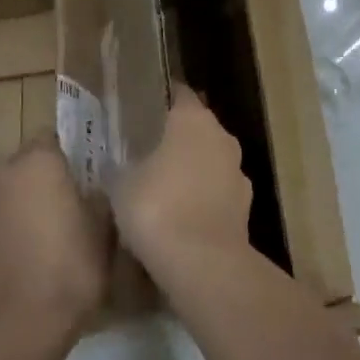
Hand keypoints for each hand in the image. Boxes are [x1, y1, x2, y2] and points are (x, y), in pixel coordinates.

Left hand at [0, 138, 109, 343]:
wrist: (23, 324)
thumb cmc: (72, 266)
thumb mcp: (103, 229)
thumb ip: (98, 199)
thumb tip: (94, 190)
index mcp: (39, 162)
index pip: (49, 137)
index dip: (65, 153)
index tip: (81, 173)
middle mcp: (6, 173)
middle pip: (25, 162)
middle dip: (42, 176)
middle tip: (66, 200)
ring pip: (9, 191)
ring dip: (23, 201)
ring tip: (47, 230)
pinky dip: (9, 230)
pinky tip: (26, 256)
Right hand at [114, 84, 252, 276]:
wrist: (202, 265)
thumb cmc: (157, 207)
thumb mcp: (121, 185)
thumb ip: (119, 168)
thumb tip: (113, 166)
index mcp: (192, 119)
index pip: (179, 95)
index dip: (163, 100)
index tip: (145, 109)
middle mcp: (221, 137)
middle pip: (198, 128)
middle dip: (178, 139)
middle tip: (150, 152)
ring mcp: (238, 173)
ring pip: (212, 162)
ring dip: (194, 171)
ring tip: (166, 190)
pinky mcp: (246, 209)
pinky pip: (219, 195)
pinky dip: (205, 201)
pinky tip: (184, 219)